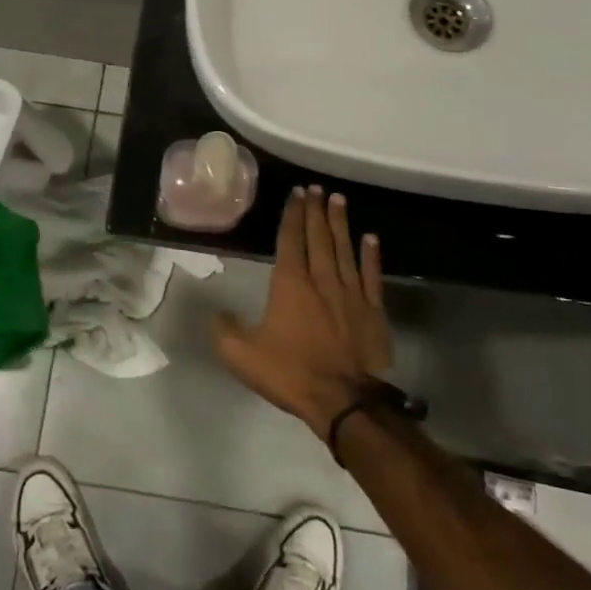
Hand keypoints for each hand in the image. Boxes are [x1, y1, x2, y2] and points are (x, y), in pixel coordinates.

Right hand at [213, 186, 390, 440]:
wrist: (343, 401)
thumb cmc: (290, 372)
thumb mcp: (241, 354)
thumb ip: (224, 329)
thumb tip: (217, 312)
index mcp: (290, 284)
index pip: (290, 239)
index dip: (292, 214)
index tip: (297, 193)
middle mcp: (322, 279)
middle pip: (319, 236)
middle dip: (316, 210)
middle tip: (317, 188)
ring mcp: (351, 293)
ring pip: (345, 249)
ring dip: (341, 223)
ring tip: (338, 200)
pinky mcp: (374, 311)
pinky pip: (372, 275)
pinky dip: (371, 255)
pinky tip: (371, 238)